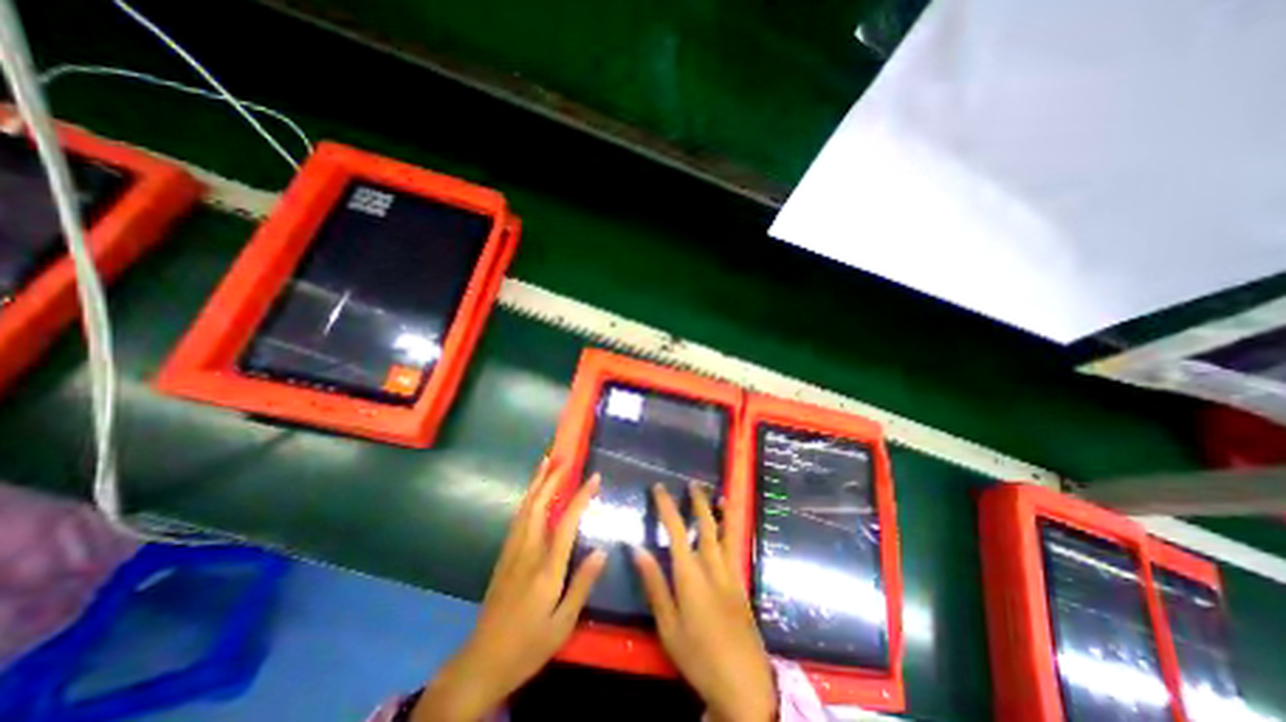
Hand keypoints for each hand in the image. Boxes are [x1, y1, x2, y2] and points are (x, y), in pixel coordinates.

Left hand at [415, 460, 608, 719]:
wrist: (481, 663)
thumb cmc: (528, 645)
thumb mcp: (563, 624)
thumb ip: (582, 584)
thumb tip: (602, 550)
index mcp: (546, 568)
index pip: (566, 522)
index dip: (581, 496)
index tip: (594, 477)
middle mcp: (527, 552)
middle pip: (537, 505)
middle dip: (550, 478)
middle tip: (562, 457)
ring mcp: (512, 552)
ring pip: (524, 508)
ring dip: (536, 482)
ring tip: (545, 463)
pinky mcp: (504, 556)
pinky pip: (518, 518)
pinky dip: (528, 498)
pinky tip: (533, 494)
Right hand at [631, 483, 772, 721]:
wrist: (744, 683)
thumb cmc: (698, 655)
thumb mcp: (668, 625)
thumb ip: (654, 584)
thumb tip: (636, 549)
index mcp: (690, 574)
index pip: (676, 530)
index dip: (667, 506)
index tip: (659, 488)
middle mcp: (713, 566)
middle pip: (706, 525)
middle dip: (697, 502)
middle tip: (692, 484)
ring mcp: (731, 573)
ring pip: (727, 532)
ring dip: (721, 511)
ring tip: (719, 495)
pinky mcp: (741, 584)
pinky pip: (736, 547)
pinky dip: (733, 529)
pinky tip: (731, 527)